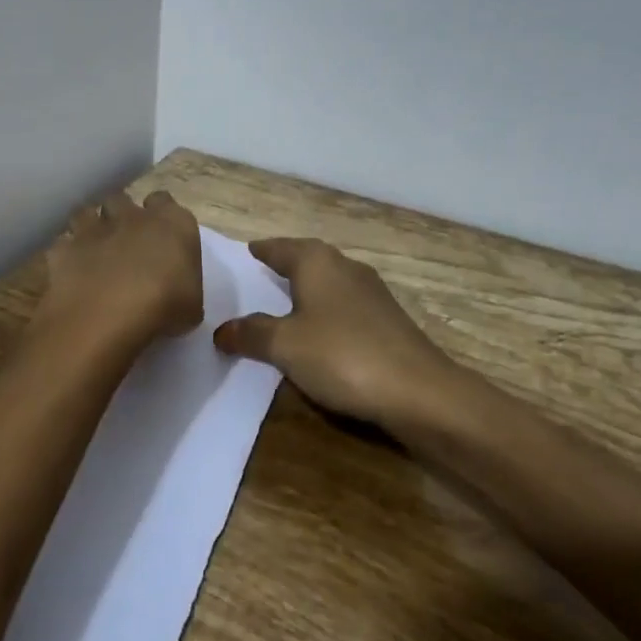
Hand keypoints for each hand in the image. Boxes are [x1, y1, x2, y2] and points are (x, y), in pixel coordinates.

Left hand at [38, 191, 203, 348]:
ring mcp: (93, 229)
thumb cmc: (163, 309)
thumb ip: (183, 285)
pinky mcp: (63, 248)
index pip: (164, 201)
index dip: (160, 215)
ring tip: (93, 251)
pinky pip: (62, 244)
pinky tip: (70, 272)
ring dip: (89, 227)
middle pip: (122, 200)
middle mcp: (131, 216)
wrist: (107, 316)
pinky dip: (66, 254)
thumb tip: (176, 290)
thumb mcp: (192, 305)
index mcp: (171, 223)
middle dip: (120, 215)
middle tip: (124, 241)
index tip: (160, 236)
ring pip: (86, 213)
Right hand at [213, 238, 467, 433]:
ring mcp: (371, 294)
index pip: (280, 247)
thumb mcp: (284, 346)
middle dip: (284, 267)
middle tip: (257, 279)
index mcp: (317, 262)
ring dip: (306, 292)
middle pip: (307, 260)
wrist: (420, 392)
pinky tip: (318, 335)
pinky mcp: (387, 322)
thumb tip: (220, 330)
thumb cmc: (343, 355)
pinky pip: (344, 308)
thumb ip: (251, 334)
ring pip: (328, 284)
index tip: (246, 252)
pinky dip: (325, 314)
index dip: (261, 250)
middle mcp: (345, 268)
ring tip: (282, 308)